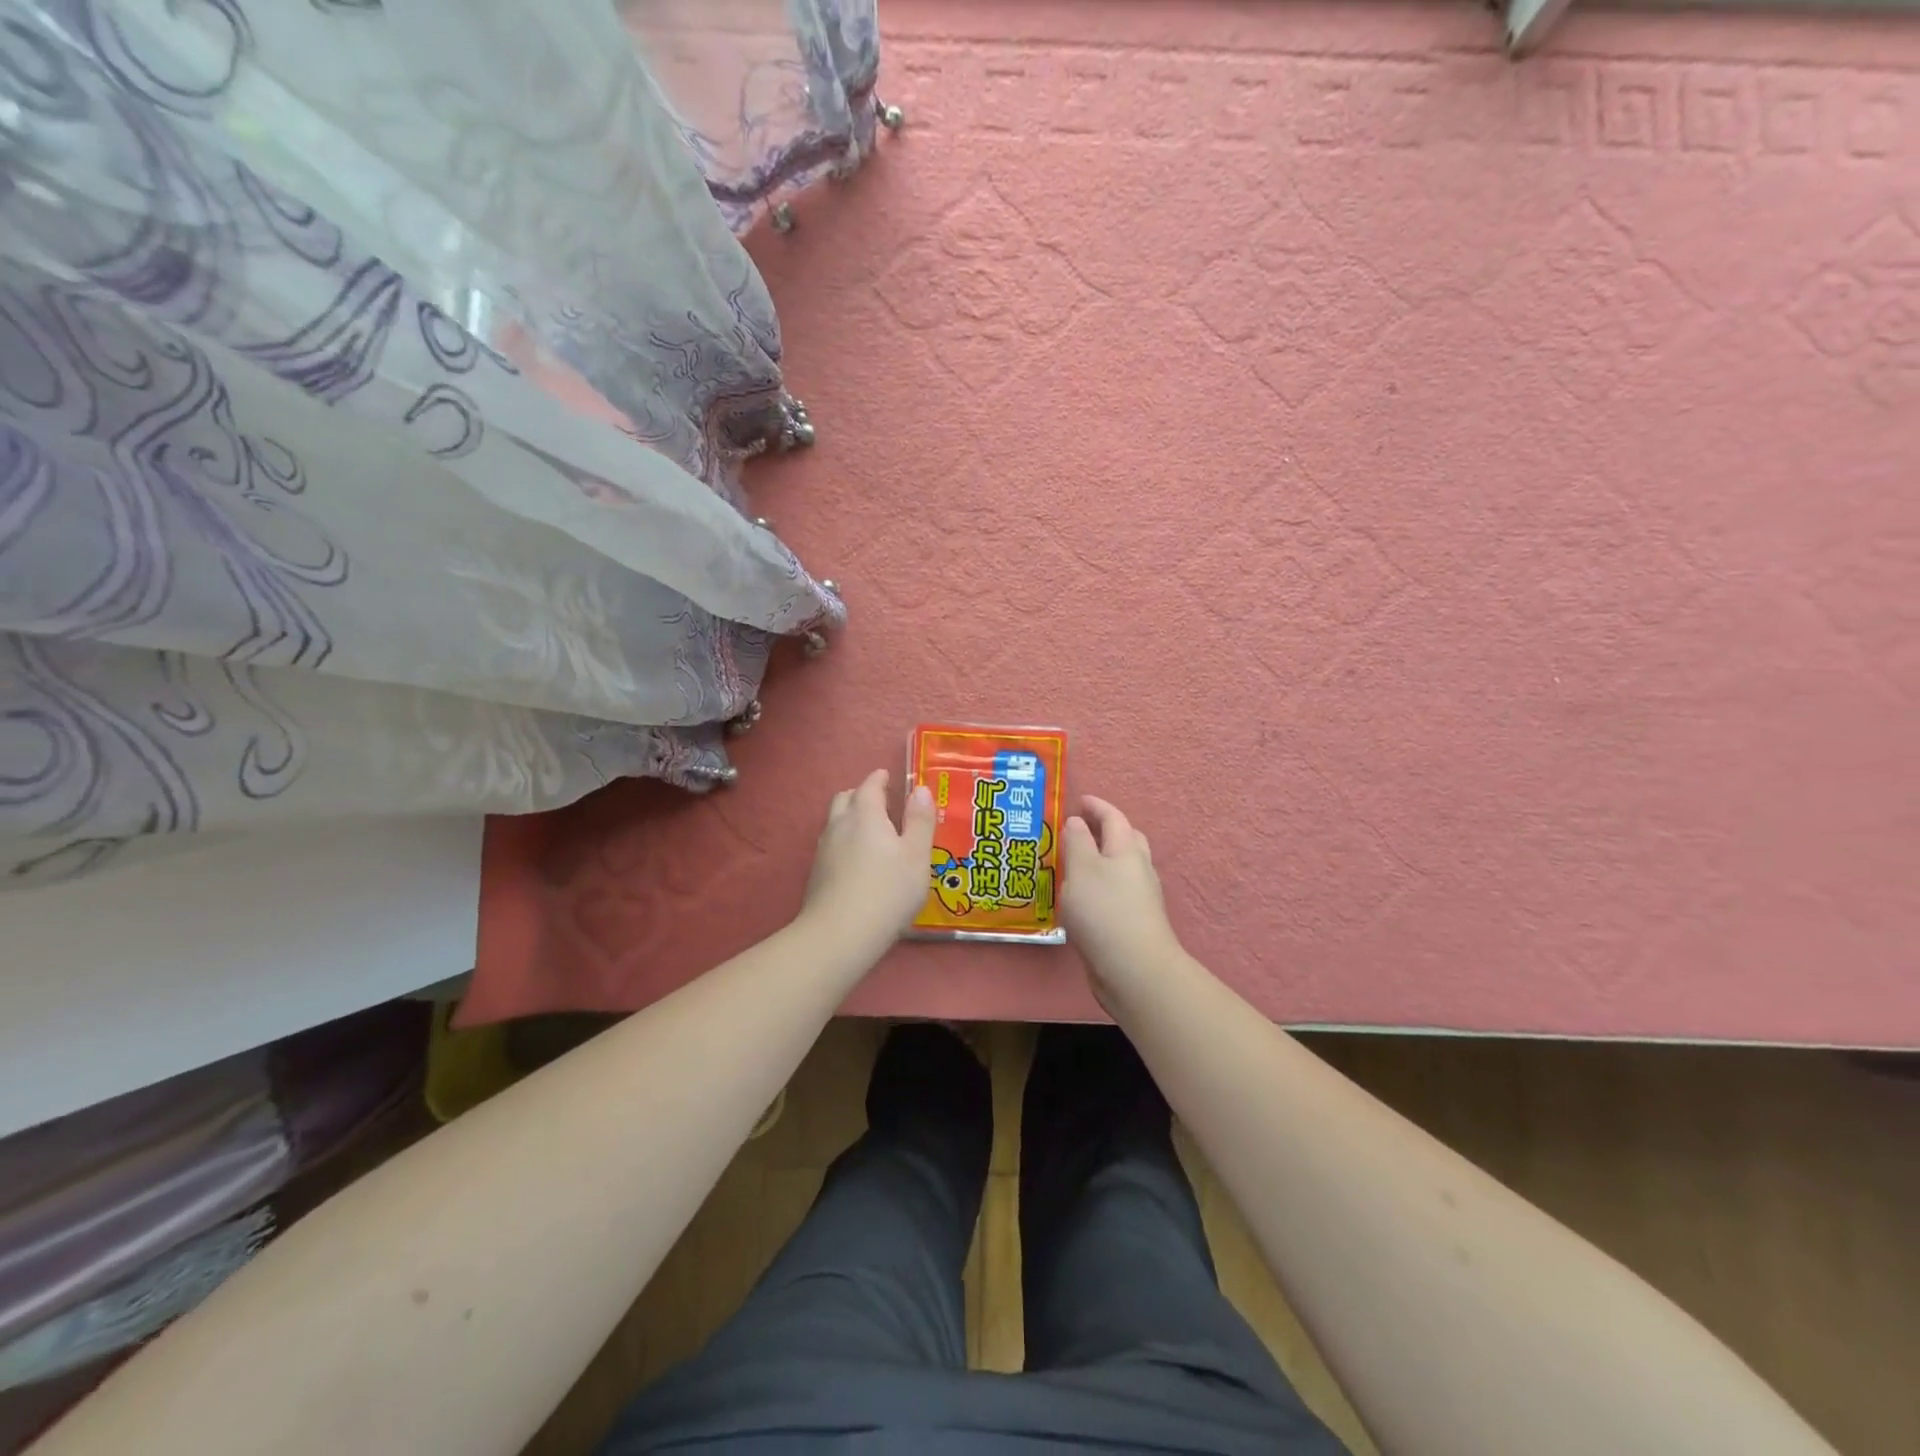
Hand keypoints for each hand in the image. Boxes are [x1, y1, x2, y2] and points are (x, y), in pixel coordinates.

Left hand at [800, 768, 936, 958]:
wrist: (840, 935)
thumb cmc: (888, 890)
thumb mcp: (917, 855)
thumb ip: (920, 820)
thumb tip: (920, 790)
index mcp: (865, 814)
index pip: (870, 786)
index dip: (879, 778)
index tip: (887, 776)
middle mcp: (839, 825)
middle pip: (845, 799)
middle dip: (861, 795)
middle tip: (880, 802)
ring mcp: (824, 851)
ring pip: (835, 822)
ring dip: (850, 818)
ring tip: (870, 831)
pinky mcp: (817, 875)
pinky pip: (832, 846)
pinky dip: (845, 842)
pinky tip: (857, 862)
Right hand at [1060, 796, 1182, 1007]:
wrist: (1135, 970)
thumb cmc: (1104, 911)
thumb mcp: (1082, 869)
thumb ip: (1077, 842)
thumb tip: (1078, 822)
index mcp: (1127, 850)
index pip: (1113, 818)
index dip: (1096, 806)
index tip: (1079, 800)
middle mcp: (1138, 869)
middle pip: (1126, 840)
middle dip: (1105, 830)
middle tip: (1080, 828)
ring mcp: (1140, 898)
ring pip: (1122, 868)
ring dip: (1102, 859)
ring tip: (1075, 863)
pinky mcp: (1134, 922)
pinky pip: (1116, 892)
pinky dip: (1100, 885)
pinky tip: (1083, 898)